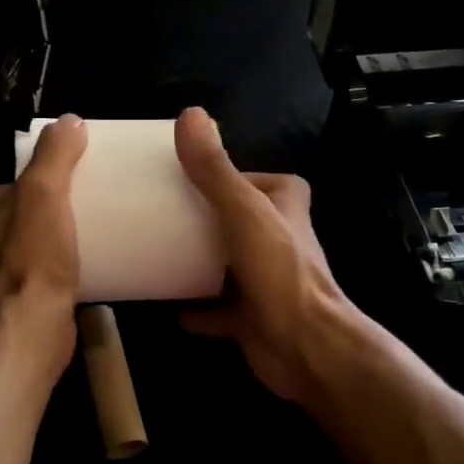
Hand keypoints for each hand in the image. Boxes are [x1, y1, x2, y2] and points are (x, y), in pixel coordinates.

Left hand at [0, 114, 87, 326]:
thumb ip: (55, 154)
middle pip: (4, 220)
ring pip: (9, 253)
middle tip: (72, 218)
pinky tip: (62, 278)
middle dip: (33, 220)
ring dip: (35, 250)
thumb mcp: (46, 192)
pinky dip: (34, 278)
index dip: (30, 188)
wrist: (31, 330)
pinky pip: (15, 282)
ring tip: (72, 246)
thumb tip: (69, 120)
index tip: (60, 195)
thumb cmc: (32, 255)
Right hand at [173, 107, 356, 406]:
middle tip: (160, 214)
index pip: (254, 180)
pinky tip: (167, 305)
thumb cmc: (279, 272)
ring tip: (157, 252)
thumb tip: (189, 114)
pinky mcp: (255, 317)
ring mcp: (268, 280)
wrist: (306, 348)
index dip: (226, 176)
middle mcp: (280, 239)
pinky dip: (197, 308)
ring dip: (199, 261)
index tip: (187, 177)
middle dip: (204, 218)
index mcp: (285, 205)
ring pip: (228, 262)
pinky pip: (218, 309)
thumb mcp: (244, 212)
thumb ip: (215, 169)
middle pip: (237, 220)